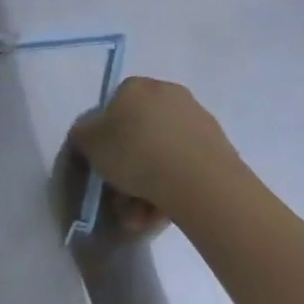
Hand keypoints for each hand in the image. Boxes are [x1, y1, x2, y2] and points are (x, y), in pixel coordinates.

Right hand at [67, 76, 248, 225]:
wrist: (200, 183)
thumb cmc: (135, 152)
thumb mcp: (88, 142)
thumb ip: (83, 136)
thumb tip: (88, 137)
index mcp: (137, 86)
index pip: (113, 108)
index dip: (104, 139)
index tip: (103, 166)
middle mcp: (169, 95)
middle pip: (139, 135)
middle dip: (127, 170)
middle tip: (120, 199)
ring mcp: (198, 122)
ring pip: (161, 156)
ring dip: (147, 187)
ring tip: (139, 217)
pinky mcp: (221, 150)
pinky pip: (184, 169)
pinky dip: (171, 189)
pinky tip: (160, 214)